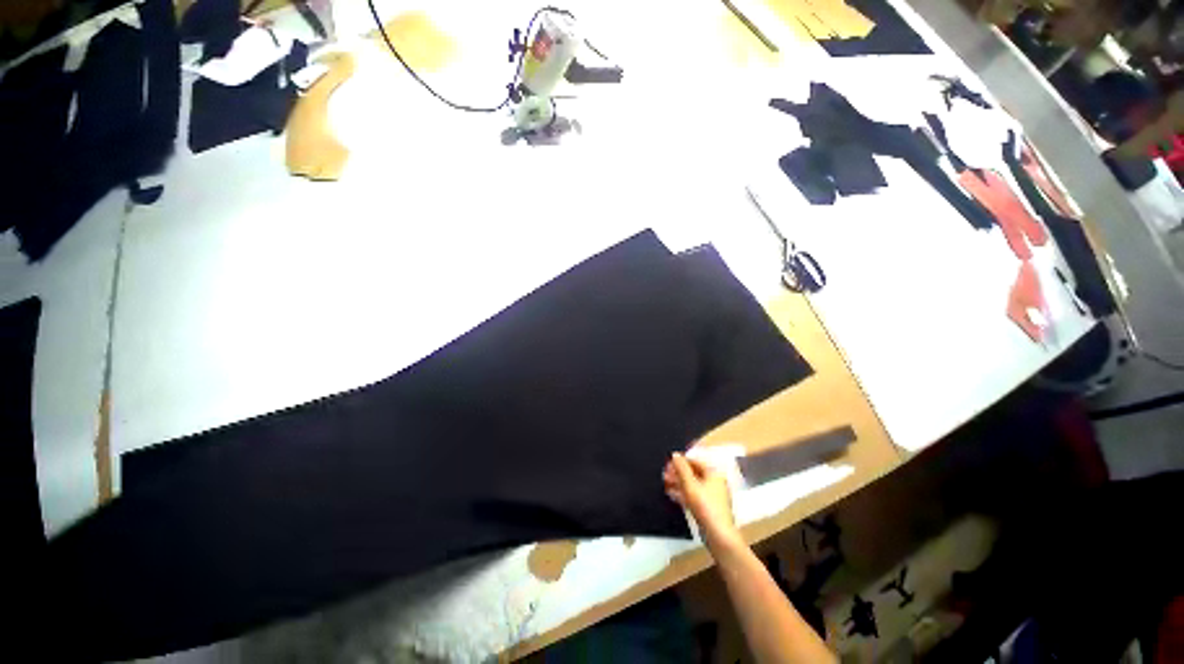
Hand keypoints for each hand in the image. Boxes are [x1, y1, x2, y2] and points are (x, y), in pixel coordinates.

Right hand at [663, 452, 741, 551]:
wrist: (718, 535)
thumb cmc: (706, 507)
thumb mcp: (690, 484)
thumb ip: (681, 468)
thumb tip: (675, 455)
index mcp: (714, 473)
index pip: (695, 461)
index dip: (681, 460)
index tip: (668, 462)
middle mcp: (714, 482)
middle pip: (693, 472)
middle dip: (678, 472)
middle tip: (665, 473)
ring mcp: (711, 495)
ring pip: (692, 484)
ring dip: (678, 482)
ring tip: (665, 482)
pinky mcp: (707, 507)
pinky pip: (693, 495)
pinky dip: (682, 493)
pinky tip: (671, 493)